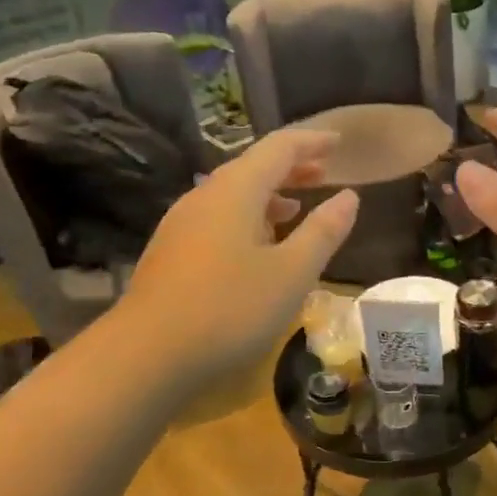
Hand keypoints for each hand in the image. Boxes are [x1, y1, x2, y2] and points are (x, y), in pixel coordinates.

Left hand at [120, 128, 358, 391]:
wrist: (147, 354)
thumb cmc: (230, 309)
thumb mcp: (292, 273)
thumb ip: (323, 231)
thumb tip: (349, 196)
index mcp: (236, 191)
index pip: (279, 148)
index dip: (311, 141)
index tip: (339, 142)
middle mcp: (205, 197)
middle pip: (252, 168)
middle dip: (291, 167)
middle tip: (324, 171)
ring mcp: (182, 225)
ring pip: (233, 195)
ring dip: (269, 195)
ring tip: (297, 208)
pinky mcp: (172, 253)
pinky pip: (218, 219)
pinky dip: (248, 219)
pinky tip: (258, 247)